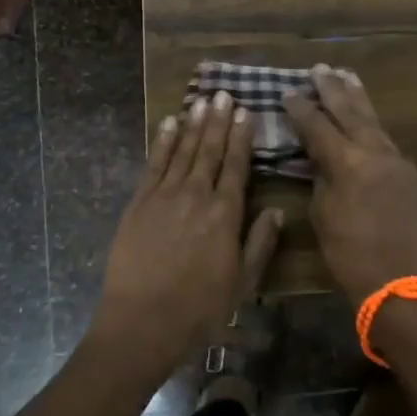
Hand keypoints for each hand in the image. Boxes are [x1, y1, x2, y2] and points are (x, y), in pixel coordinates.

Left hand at [92, 90, 283, 376]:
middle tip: (224, 94)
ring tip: (202, 100)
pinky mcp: (140, 201)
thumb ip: (260, 244)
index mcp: (225, 214)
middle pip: (210, 150)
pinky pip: (154, 163)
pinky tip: (170, 123)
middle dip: (219, 120)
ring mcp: (165, 195)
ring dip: (194, 124)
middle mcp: (197, 195)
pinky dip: (163, 141)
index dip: (242, 137)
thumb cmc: (199, 310)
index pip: (236, 166)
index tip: (246, 112)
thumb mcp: (242, 284)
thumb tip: (276, 211)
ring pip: (184, 150)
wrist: (143, 321)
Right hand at [283, 65, 416, 307]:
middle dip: (332, 89)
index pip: (318, 125)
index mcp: (347, 162)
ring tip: (346, 76)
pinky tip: (364, 116)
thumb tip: (318, 157)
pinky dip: (370, 122)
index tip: (288, 92)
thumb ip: (320, 176)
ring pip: (372, 120)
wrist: (400, 282)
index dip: (301, 108)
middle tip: (320, 68)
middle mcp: (374, 152)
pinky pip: (384, 138)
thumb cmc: (349, 253)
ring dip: (357, 98)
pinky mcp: (407, 172)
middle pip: (350, 111)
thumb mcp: (322, 213)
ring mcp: (395, 159)